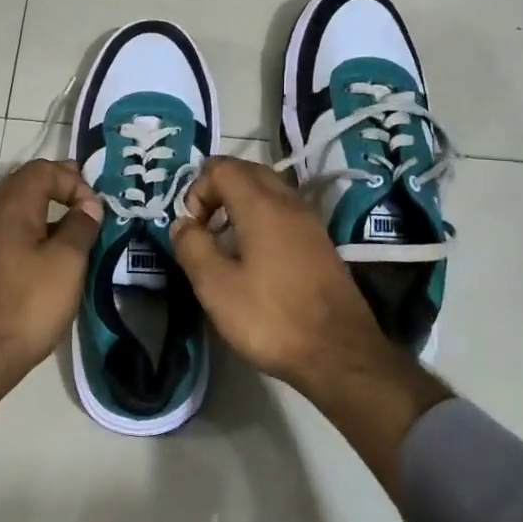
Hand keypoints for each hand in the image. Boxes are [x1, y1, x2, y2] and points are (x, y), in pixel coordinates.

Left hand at [0, 160, 102, 393]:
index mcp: (10, 205)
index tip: (95, 209)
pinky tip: (51, 254)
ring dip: (46, 210)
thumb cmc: (27, 303)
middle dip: (59, 188)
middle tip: (89, 206)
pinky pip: (9, 230)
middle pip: (26, 183)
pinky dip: (33, 230)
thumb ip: (81, 226)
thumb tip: (88, 205)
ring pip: (16, 207)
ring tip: (76, 231)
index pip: (43, 169)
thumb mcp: (67, 262)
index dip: (74, 180)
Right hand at [168, 157, 391, 388]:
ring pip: (269, 190)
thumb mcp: (216, 287)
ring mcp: (310, 222)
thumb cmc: (271, 318)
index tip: (193, 229)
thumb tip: (183, 224)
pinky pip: (284, 211)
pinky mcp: (320, 243)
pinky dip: (262, 218)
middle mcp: (289, 202)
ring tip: (226, 242)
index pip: (222, 167)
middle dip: (218, 190)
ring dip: (240, 203)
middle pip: (247, 171)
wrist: (339, 353)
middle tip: (204, 227)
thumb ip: (193, 247)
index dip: (197, 189)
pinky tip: (254, 257)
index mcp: (261, 205)